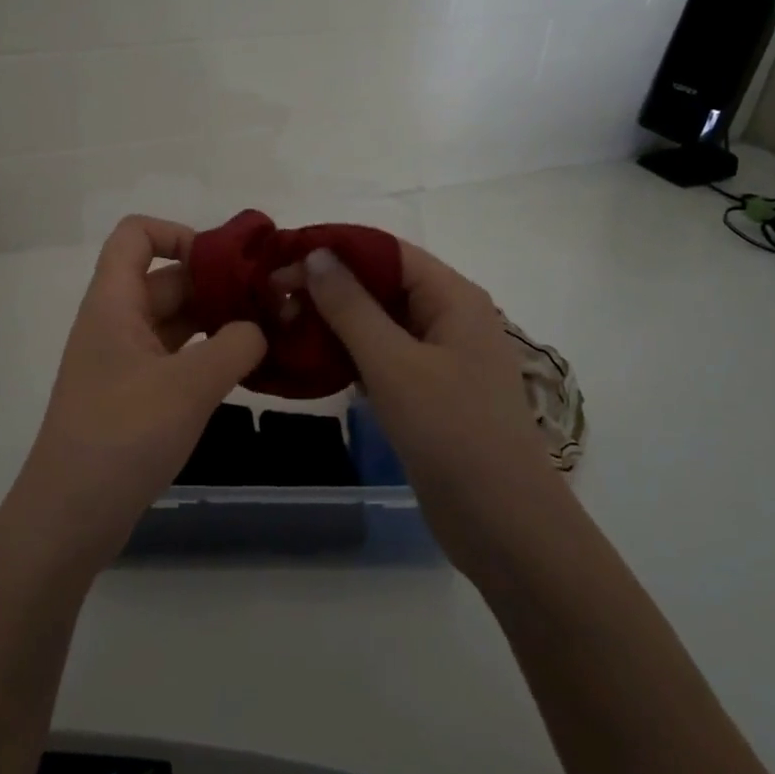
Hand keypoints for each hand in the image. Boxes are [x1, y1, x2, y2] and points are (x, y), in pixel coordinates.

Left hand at [8, 216, 265, 571]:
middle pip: (167, 279)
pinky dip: (208, 356)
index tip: (228, 264)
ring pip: (175, 321)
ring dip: (218, 322)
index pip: (136, 235)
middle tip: (275, 301)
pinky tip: (245, 370)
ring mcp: (124, 361)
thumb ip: (235, 346)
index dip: (179, 234)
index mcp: (114, 303)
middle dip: (218, 284)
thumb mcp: (189, 386)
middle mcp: (116, 323)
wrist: (70, 515)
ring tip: (271, 333)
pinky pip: (175, 358)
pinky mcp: (134, 396)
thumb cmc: (123, 436)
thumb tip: (258, 330)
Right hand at [294, 242, 557, 575]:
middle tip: (272, 298)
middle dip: (329, 286)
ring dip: (334, 321)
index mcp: (453, 298)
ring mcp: (440, 358)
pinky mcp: (428, 393)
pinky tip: (312, 362)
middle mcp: (449, 318)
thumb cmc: (452, 432)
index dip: (334, 249)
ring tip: (282, 325)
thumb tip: (316, 254)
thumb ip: (352, 306)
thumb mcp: (394, 364)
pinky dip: (349, 354)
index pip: (387, 252)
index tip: (281, 260)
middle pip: (382, 284)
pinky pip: (383, 357)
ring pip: (379, 323)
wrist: (502, 524)